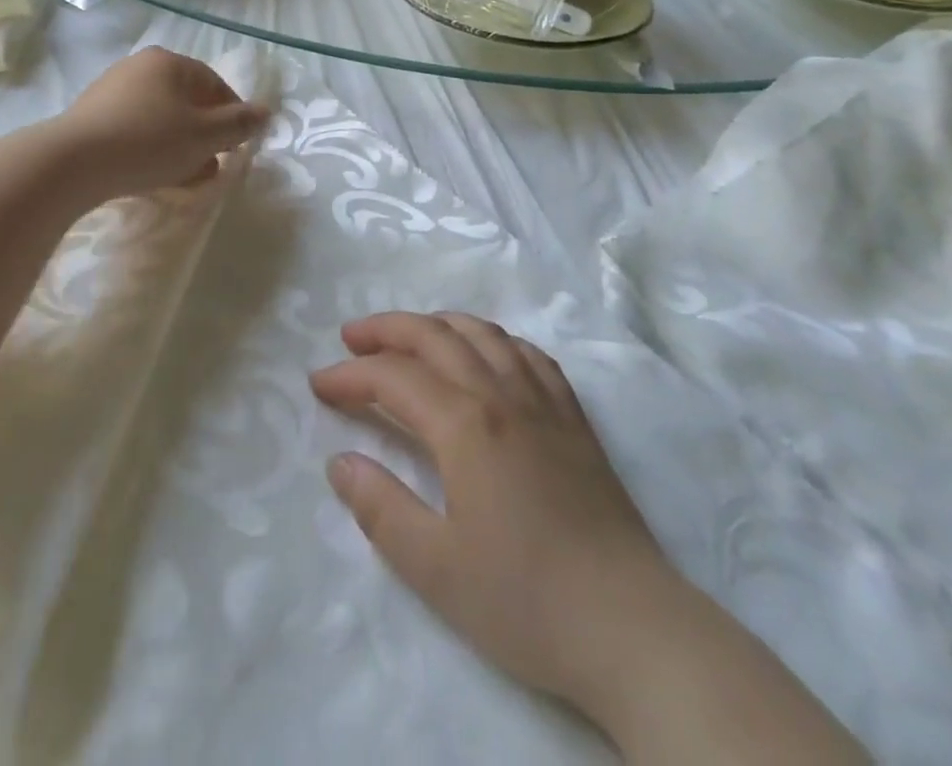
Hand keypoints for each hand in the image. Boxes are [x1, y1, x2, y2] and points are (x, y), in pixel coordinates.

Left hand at [58, 47, 269, 198]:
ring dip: (180, 147)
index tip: (237, 147)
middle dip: (204, 136)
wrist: (72, 163)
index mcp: (169, 62)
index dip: (232, 116)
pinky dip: (151, 150)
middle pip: (187, 102)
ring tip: (186, 179)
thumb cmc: (149, 141)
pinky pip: (134, 130)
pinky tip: (153, 177)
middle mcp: (140, 67)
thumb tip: (267, 111)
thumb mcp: (205, 135)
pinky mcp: (92, 117)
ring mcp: (111, 90)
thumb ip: (240, 123)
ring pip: (161, 119)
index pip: (214, 84)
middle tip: (212, 167)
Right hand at [310, 312, 666, 708]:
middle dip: (387, 329)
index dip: (351, 375)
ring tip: (410, 335)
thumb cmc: (525, 601)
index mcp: (465, 424)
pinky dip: (494, 339)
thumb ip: (380, 508)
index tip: (319, 384)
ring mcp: (543, 401)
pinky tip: (486, 354)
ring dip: (437, 324)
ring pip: (483, 333)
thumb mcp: (435, 568)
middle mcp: (502, 394)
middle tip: (352, 337)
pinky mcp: (574, 418)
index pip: (394, 378)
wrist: (632, 628)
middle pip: (435, 335)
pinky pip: (528, 354)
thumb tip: (340, 462)